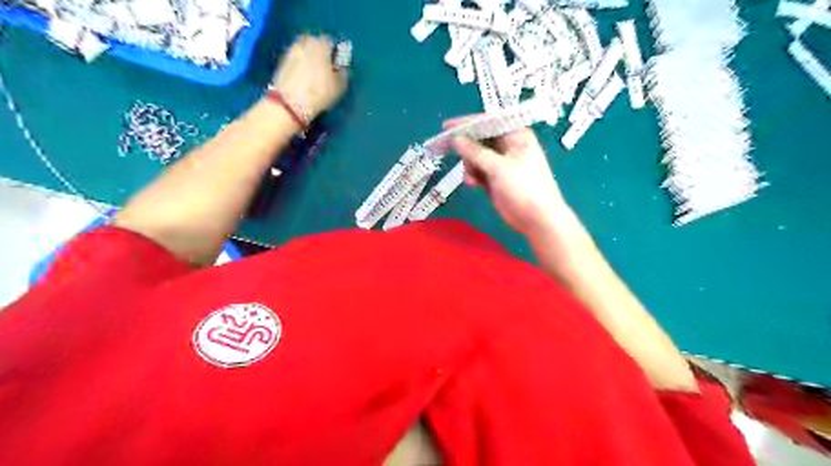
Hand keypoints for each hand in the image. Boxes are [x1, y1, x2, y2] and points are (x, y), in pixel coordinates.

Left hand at [273, 35, 347, 119]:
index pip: (331, 42)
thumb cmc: (320, 93)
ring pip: (304, 51)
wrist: (290, 104)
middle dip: (320, 53)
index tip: (337, 64)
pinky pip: (296, 60)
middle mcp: (305, 43)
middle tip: (326, 68)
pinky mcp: (282, 62)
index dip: (335, 53)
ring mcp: (291, 51)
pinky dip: (300, 65)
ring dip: (309, 59)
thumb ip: (343, 73)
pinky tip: (303, 78)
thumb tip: (342, 67)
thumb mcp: (340, 86)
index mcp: (321, 45)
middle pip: (315, 43)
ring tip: (314, 74)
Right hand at [449, 117, 571, 236]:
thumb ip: (475, 152)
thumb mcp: (498, 168)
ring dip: (469, 165)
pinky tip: (473, 184)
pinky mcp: (496, 177)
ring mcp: (502, 162)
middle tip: (450, 153)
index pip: (488, 121)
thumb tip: (455, 139)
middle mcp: (509, 145)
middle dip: (467, 148)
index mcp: (516, 135)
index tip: (446, 127)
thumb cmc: (523, 188)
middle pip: (480, 138)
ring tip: (471, 179)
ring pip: (476, 156)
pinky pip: (478, 170)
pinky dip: (473, 175)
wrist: (537, 219)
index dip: (467, 123)